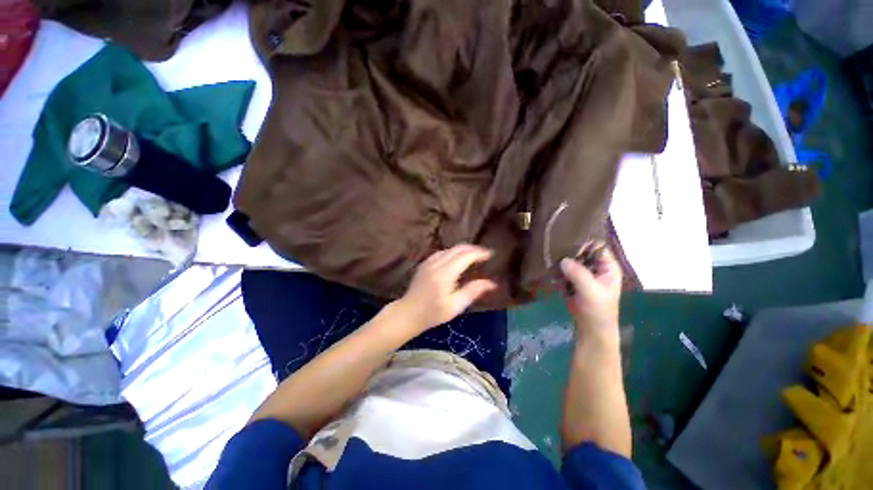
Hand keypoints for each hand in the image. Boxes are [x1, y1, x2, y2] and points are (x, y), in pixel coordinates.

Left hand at [396, 244, 497, 333]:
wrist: (408, 313)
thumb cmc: (433, 313)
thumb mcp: (455, 306)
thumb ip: (472, 291)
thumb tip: (492, 283)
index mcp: (445, 274)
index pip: (465, 256)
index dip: (479, 253)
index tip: (491, 254)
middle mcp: (436, 264)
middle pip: (457, 248)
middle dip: (473, 249)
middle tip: (485, 254)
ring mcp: (428, 262)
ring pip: (449, 249)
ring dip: (463, 249)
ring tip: (474, 255)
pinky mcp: (424, 263)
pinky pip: (441, 252)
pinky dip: (453, 252)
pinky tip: (457, 258)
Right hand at [560, 244, 621, 342]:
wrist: (591, 330)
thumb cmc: (598, 311)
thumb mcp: (591, 292)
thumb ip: (579, 274)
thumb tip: (564, 259)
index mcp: (608, 267)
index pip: (597, 246)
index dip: (584, 242)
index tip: (567, 240)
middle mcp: (596, 267)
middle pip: (582, 252)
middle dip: (569, 252)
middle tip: (554, 249)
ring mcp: (584, 274)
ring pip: (571, 261)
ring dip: (561, 262)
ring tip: (550, 260)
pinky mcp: (574, 281)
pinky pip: (564, 271)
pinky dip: (558, 271)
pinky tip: (551, 272)